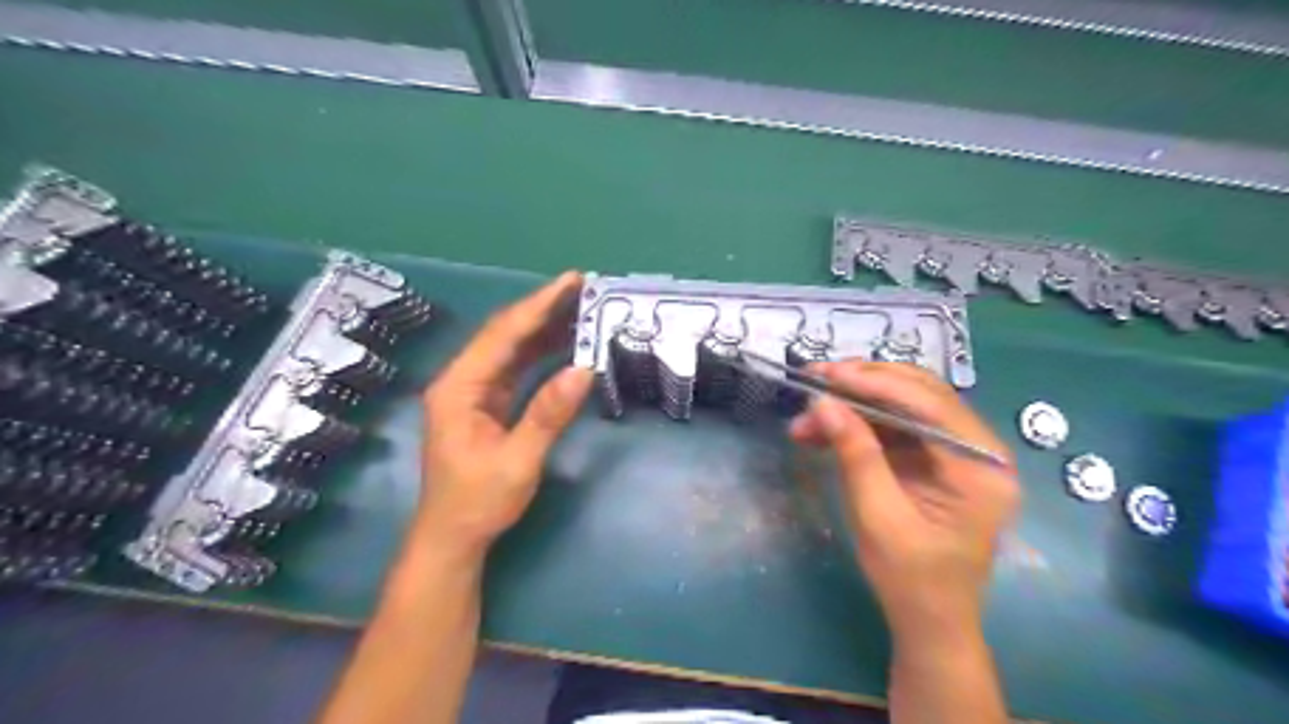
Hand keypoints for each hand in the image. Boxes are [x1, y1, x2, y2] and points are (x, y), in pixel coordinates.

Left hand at [419, 271, 594, 559]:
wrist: (453, 539)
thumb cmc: (479, 503)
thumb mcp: (518, 461)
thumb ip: (548, 414)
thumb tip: (585, 369)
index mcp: (459, 388)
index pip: (502, 335)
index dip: (538, 306)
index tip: (571, 282)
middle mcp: (462, 381)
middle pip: (505, 335)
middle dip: (543, 310)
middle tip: (583, 289)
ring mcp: (474, 393)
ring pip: (511, 350)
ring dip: (543, 330)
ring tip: (580, 310)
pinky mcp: (486, 406)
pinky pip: (516, 370)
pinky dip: (541, 355)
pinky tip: (564, 346)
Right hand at [791, 363, 1023, 644]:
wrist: (930, 621)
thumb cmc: (911, 578)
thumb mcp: (878, 517)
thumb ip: (855, 454)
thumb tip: (823, 403)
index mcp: (980, 467)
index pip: (929, 404)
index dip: (875, 383)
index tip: (827, 374)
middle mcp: (978, 450)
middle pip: (920, 394)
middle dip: (863, 384)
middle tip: (815, 380)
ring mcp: (957, 452)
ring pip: (903, 406)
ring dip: (854, 405)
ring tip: (807, 416)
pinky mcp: (935, 459)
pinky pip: (895, 427)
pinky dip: (858, 425)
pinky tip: (822, 431)